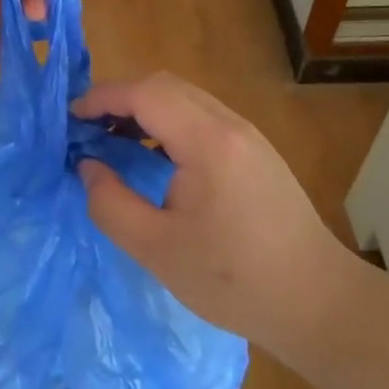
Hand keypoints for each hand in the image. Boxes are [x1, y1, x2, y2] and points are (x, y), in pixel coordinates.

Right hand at [72, 73, 359, 358]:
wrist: (318, 302)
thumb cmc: (234, 281)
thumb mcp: (157, 250)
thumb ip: (111, 204)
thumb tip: (87, 166)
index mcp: (208, 142)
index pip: (145, 93)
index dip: (101, 98)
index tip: (70, 120)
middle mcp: (230, 125)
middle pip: (165, 86)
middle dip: (119, 98)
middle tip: (87, 130)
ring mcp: (248, 135)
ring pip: (185, 98)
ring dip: (144, 109)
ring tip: (113, 141)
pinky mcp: (256, 151)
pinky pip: (202, 117)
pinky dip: (168, 123)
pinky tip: (154, 157)